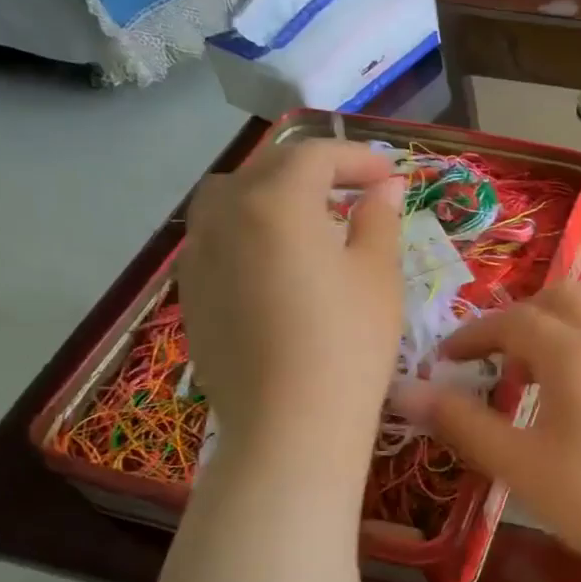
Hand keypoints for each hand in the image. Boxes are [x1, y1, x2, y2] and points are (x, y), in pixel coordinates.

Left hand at [180, 140, 404, 463]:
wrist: (290, 426)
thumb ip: (379, 219)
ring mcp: (198, 256)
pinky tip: (276, 263)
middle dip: (313, 170)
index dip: (356, 158)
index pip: (314, 155)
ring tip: (309, 220)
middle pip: (266, 169)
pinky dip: (247, 231)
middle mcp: (224, 215)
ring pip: (230, 199)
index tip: (390, 175)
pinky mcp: (191, 294)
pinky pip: (216, 239)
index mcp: (275, 201)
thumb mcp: (378, 276)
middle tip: (355, 191)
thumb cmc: (348, 344)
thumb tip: (385, 187)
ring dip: (271, 194)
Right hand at [391, 284, 580, 578]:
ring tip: (540, 365)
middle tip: (495, 355)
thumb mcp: (520, 465)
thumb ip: (463, 422)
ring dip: (561, 319)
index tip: (447, 358)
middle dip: (520, 316)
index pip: (513, 321)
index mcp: (575, 350)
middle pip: (560, 296)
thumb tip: (406, 391)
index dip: (474, 335)